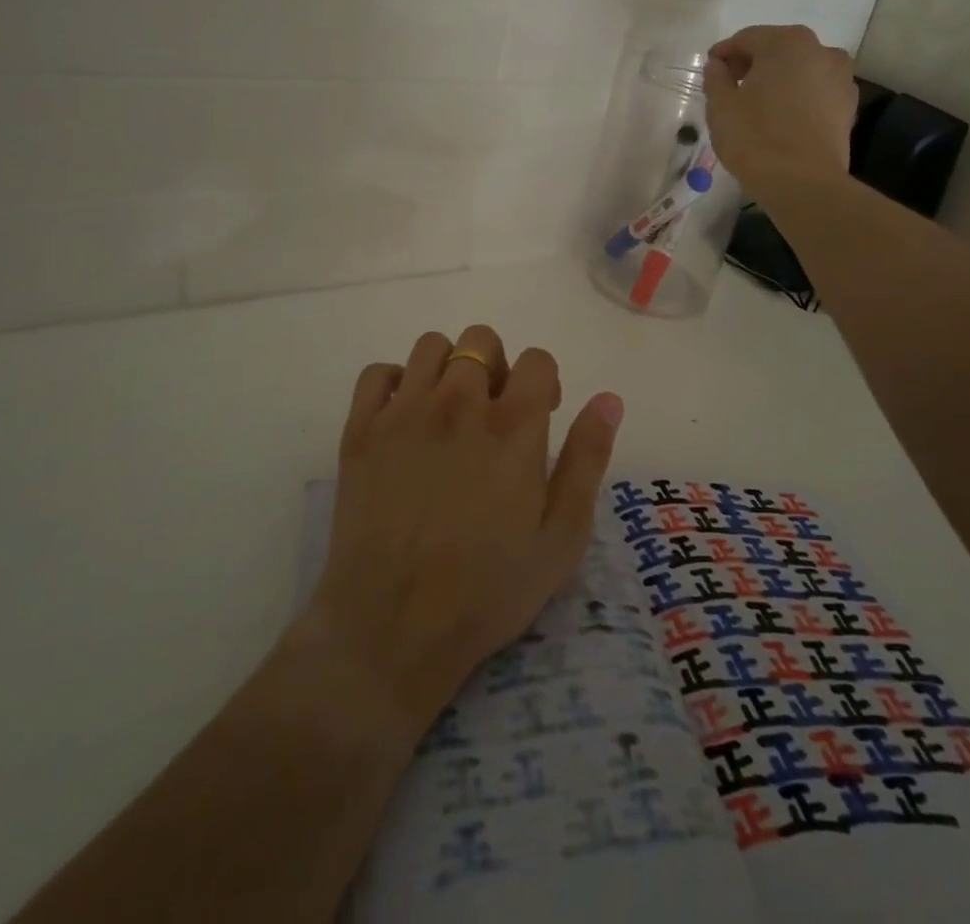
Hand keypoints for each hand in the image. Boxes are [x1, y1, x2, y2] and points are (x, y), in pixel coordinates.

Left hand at [301, 326, 624, 730]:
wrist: (393, 628)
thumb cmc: (487, 590)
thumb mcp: (561, 537)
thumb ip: (588, 459)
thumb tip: (609, 399)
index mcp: (513, 427)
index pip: (537, 359)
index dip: (545, 381)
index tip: (541, 415)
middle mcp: (458, 403)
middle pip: (481, 341)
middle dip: (497, 367)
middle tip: (495, 414)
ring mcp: (404, 413)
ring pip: (431, 346)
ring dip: (449, 368)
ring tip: (450, 412)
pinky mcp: (361, 430)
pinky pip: (378, 373)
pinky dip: (396, 383)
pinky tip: (405, 419)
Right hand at [705, 25, 859, 201]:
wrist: (803, 183)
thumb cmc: (754, 138)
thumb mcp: (721, 107)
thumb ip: (716, 78)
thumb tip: (718, 66)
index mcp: (786, 43)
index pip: (747, 38)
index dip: (724, 53)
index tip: (710, 70)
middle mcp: (821, 51)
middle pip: (778, 49)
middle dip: (753, 64)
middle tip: (731, 86)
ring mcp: (841, 78)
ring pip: (800, 70)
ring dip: (778, 79)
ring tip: (757, 104)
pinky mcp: (849, 106)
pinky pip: (816, 91)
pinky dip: (798, 97)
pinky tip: (781, 118)